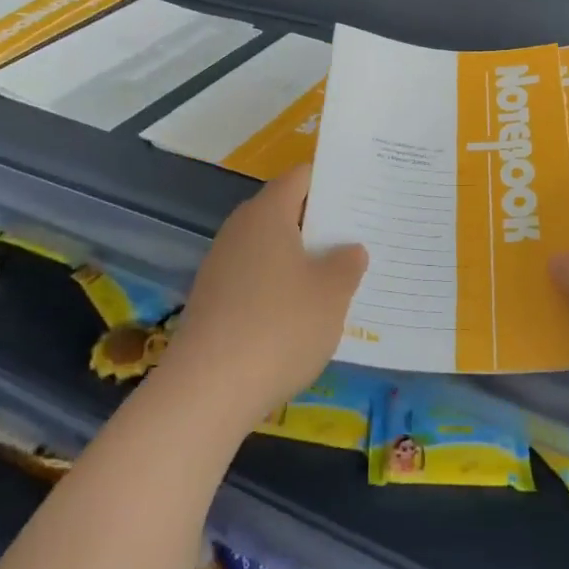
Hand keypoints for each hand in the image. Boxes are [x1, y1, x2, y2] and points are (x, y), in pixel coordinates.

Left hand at [154, 164, 368, 437]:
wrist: (206, 391)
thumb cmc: (279, 327)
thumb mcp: (331, 294)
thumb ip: (347, 264)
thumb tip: (349, 249)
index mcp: (267, 213)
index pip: (301, 177)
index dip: (332, 181)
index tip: (362, 193)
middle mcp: (240, 230)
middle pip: (284, 212)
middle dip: (321, 223)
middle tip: (360, 236)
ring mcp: (221, 266)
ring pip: (271, 249)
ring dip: (301, 259)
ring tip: (339, 278)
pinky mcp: (213, 301)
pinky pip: (256, 280)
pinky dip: (280, 288)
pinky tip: (302, 315)